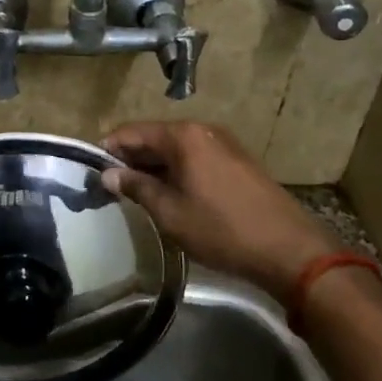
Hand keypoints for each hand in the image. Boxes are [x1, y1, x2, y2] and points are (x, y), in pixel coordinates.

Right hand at [101, 121, 342, 298]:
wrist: (289, 250)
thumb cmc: (221, 230)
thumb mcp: (169, 212)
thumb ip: (136, 187)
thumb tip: (108, 174)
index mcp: (183, 136)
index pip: (132, 132)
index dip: (108, 149)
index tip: (92, 171)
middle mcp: (203, 130)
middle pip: (154, 137)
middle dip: (130, 158)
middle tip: (110, 185)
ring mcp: (224, 144)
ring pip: (176, 149)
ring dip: (154, 166)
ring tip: (136, 193)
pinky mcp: (238, 161)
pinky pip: (195, 158)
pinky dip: (177, 171)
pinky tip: (170, 195)